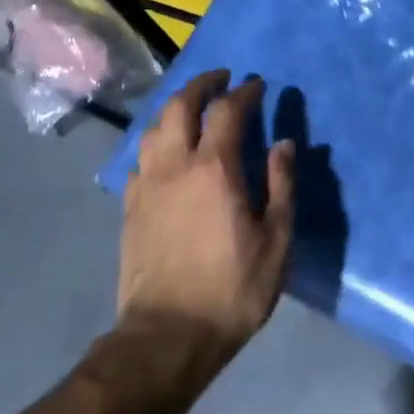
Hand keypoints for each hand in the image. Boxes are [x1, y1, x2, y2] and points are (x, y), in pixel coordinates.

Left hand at [118, 70, 295, 359]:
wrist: (168, 334)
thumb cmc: (233, 289)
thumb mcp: (276, 241)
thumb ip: (281, 185)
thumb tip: (284, 143)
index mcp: (215, 168)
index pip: (228, 111)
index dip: (244, 92)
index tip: (257, 85)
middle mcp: (175, 165)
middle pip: (181, 105)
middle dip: (202, 84)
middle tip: (220, 78)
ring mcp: (146, 184)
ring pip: (154, 127)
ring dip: (174, 108)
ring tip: (192, 109)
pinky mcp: (130, 206)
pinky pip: (140, 158)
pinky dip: (156, 142)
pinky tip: (165, 153)